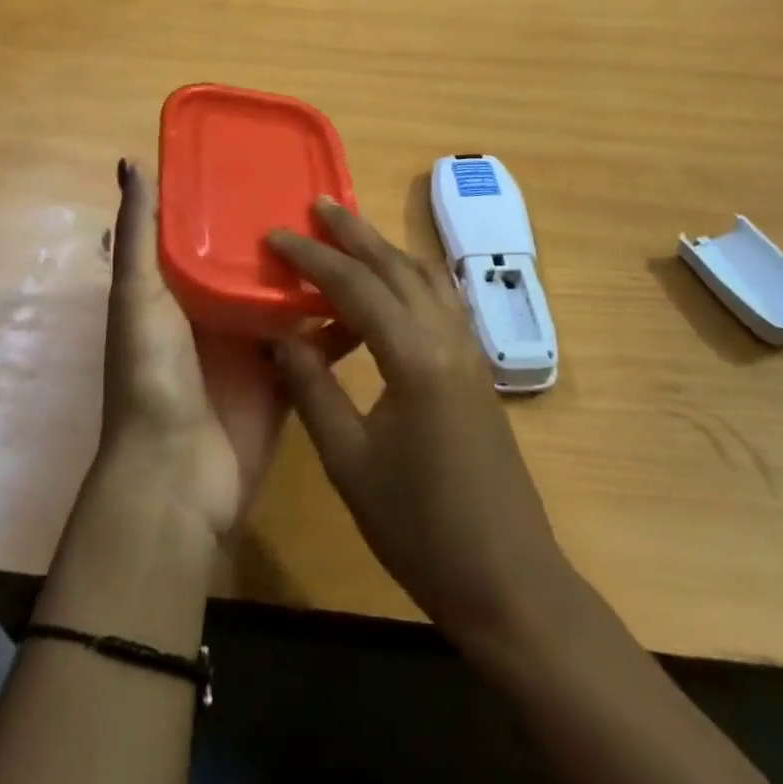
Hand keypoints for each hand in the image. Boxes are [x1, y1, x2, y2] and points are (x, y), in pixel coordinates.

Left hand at [100, 159, 355, 539]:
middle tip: (332, 197)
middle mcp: (220, 313)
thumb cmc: (154, 375)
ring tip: (360, 237)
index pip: (213, 232)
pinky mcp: (288, 379)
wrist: (178, 475)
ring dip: (321, 275)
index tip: (274, 162)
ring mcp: (256, 348)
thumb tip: (131, 160)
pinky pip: (319, 344)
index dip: (238, 200)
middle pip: (259, 264)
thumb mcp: (138, 296)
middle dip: (289, 235)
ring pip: (293, 300)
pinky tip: (377, 297)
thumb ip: (139, 235)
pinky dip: (343, 324)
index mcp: (182, 290)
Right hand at [268, 199, 568, 653]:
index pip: (355, 285)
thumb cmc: (420, 527)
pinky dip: (409, 279)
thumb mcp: (349, 461)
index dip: (312, 257)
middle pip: (397, 265)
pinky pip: (440, 301)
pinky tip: (389, 291)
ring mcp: (469, 350)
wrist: (506, 578)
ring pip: (425, 277)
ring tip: (348, 237)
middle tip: (318, 205)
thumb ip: (313, 389)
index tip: (276, 235)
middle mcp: (447, 337)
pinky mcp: (476, 368)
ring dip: (385, 251)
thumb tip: (281, 334)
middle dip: (354, 232)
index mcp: (415, 356)